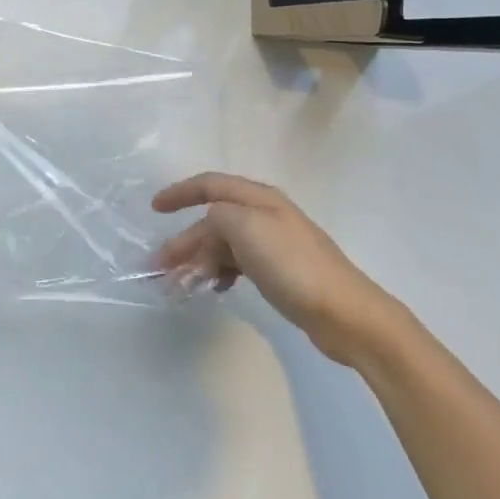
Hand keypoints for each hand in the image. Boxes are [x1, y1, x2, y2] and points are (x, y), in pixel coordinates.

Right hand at [153, 172, 407, 366]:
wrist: (345, 313)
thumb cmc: (293, 265)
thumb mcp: (247, 229)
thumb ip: (218, 216)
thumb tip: (208, 226)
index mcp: (258, 199)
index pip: (210, 185)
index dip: (180, 192)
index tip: (154, 208)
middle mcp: (264, 216)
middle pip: (213, 221)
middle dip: (184, 241)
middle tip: (159, 269)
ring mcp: (273, 245)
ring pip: (223, 246)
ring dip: (198, 262)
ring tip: (180, 287)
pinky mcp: (279, 272)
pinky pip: (237, 265)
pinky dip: (220, 274)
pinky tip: (215, 289)